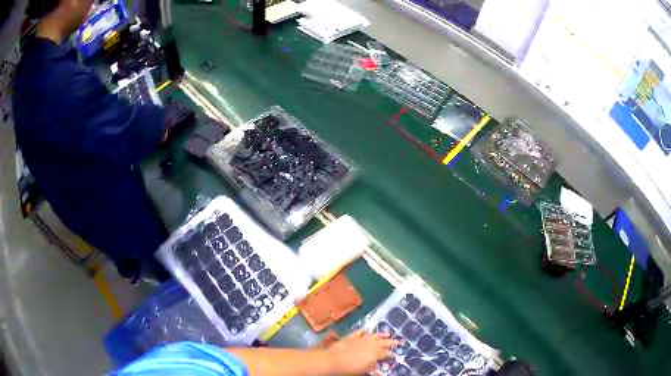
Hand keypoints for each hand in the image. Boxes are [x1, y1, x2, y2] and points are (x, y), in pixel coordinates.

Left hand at [327, 330, 399, 374]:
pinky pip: (359, 333)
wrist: (332, 360)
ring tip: (387, 334)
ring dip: (381, 335)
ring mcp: (361, 339)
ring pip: (374, 335)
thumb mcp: (364, 370)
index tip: (395, 356)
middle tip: (398, 341)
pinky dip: (363, 332)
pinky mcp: (351, 337)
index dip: (391, 355)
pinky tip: (365, 331)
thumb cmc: (350, 369)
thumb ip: (373, 368)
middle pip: (384, 342)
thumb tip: (380, 369)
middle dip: (391, 342)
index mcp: (376, 353)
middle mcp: (371, 344)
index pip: (387, 354)